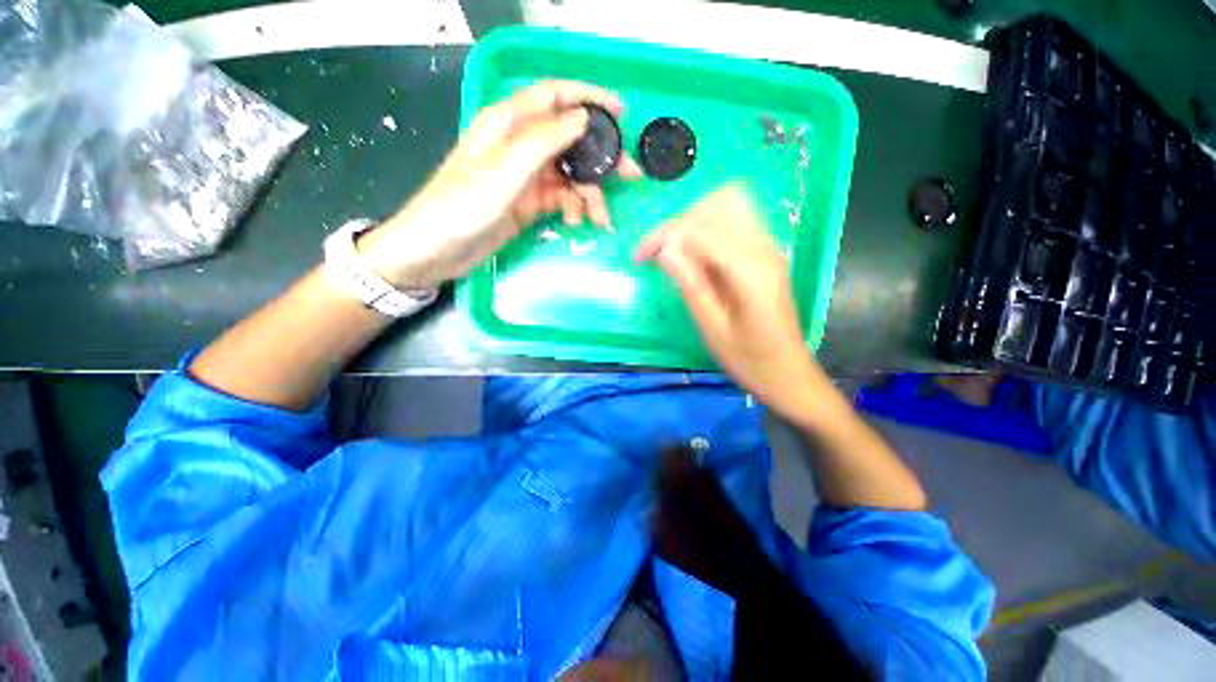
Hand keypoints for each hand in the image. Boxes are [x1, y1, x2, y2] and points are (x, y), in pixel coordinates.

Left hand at [358, 80, 640, 288]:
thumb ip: (544, 140)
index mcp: (509, 123)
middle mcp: (521, 145)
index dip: (590, 99)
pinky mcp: (528, 202)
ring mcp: (526, 176)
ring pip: (570, 175)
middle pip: (571, 141)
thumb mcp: (505, 170)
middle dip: (601, 159)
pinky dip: (573, 209)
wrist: (437, 250)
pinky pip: (561, 199)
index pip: (555, 96)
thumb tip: (582, 117)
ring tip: (600, 219)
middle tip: (630, 177)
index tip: (622, 114)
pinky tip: (575, 223)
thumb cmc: (463, 206)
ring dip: (589, 195)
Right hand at [636, 185, 821, 416]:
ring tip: (671, 253)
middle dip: (677, 225)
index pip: (700, 229)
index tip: (639, 257)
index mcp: (750, 270)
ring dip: (692, 224)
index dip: (664, 236)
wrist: (789, 374)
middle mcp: (763, 248)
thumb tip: (665, 251)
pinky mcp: (767, 254)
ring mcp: (769, 248)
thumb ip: (691, 286)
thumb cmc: (749, 360)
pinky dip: (706, 230)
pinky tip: (693, 256)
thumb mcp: (713, 330)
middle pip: (715, 207)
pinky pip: (734, 223)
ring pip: (727, 207)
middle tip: (654, 254)